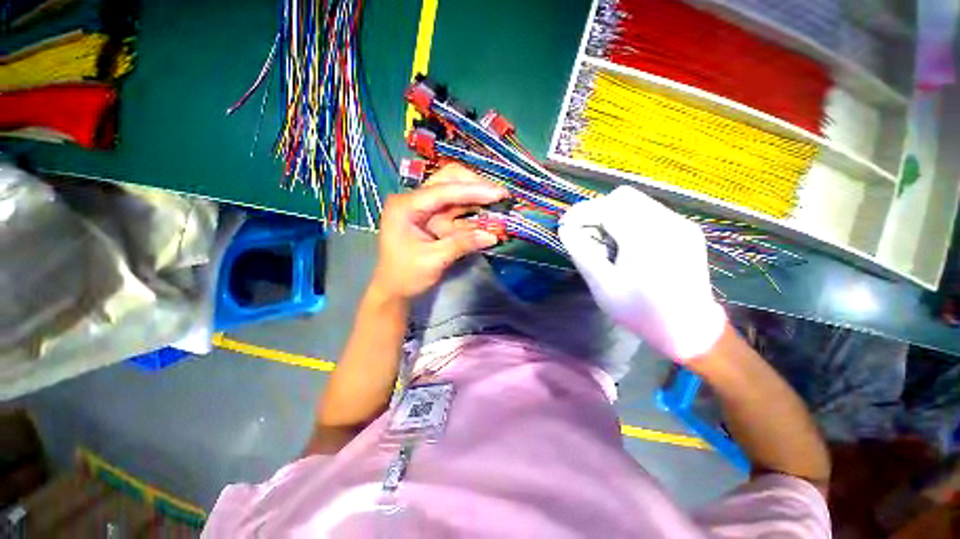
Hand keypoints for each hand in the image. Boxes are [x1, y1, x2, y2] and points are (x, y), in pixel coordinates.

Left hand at [371, 164, 508, 299]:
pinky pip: (457, 208)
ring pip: (455, 190)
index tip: (498, 194)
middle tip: (499, 195)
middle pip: (448, 180)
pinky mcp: (435, 217)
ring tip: (499, 202)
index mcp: (406, 206)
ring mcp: (425, 208)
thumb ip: (462, 244)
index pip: (443, 191)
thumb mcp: (434, 261)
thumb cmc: (406, 275)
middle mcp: (415, 200)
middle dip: (475, 185)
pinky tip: (488, 213)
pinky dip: (473, 210)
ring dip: (477, 195)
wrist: (394, 289)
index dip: (472, 190)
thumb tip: (492, 236)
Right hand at [558, 186, 725, 360]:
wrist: (689, 330)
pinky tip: (627, 245)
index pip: (607, 207)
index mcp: (647, 238)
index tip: (566, 225)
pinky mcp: (686, 230)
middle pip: (623, 197)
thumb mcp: (603, 286)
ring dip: (614, 216)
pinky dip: (630, 221)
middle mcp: (668, 223)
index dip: (582, 212)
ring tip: (607, 243)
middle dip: (598, 211)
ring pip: (637, 202)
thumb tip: (565, 228)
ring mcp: (681, 224)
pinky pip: (650, 212)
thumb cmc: (641, 312)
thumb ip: (581, 252)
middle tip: (588, 235)